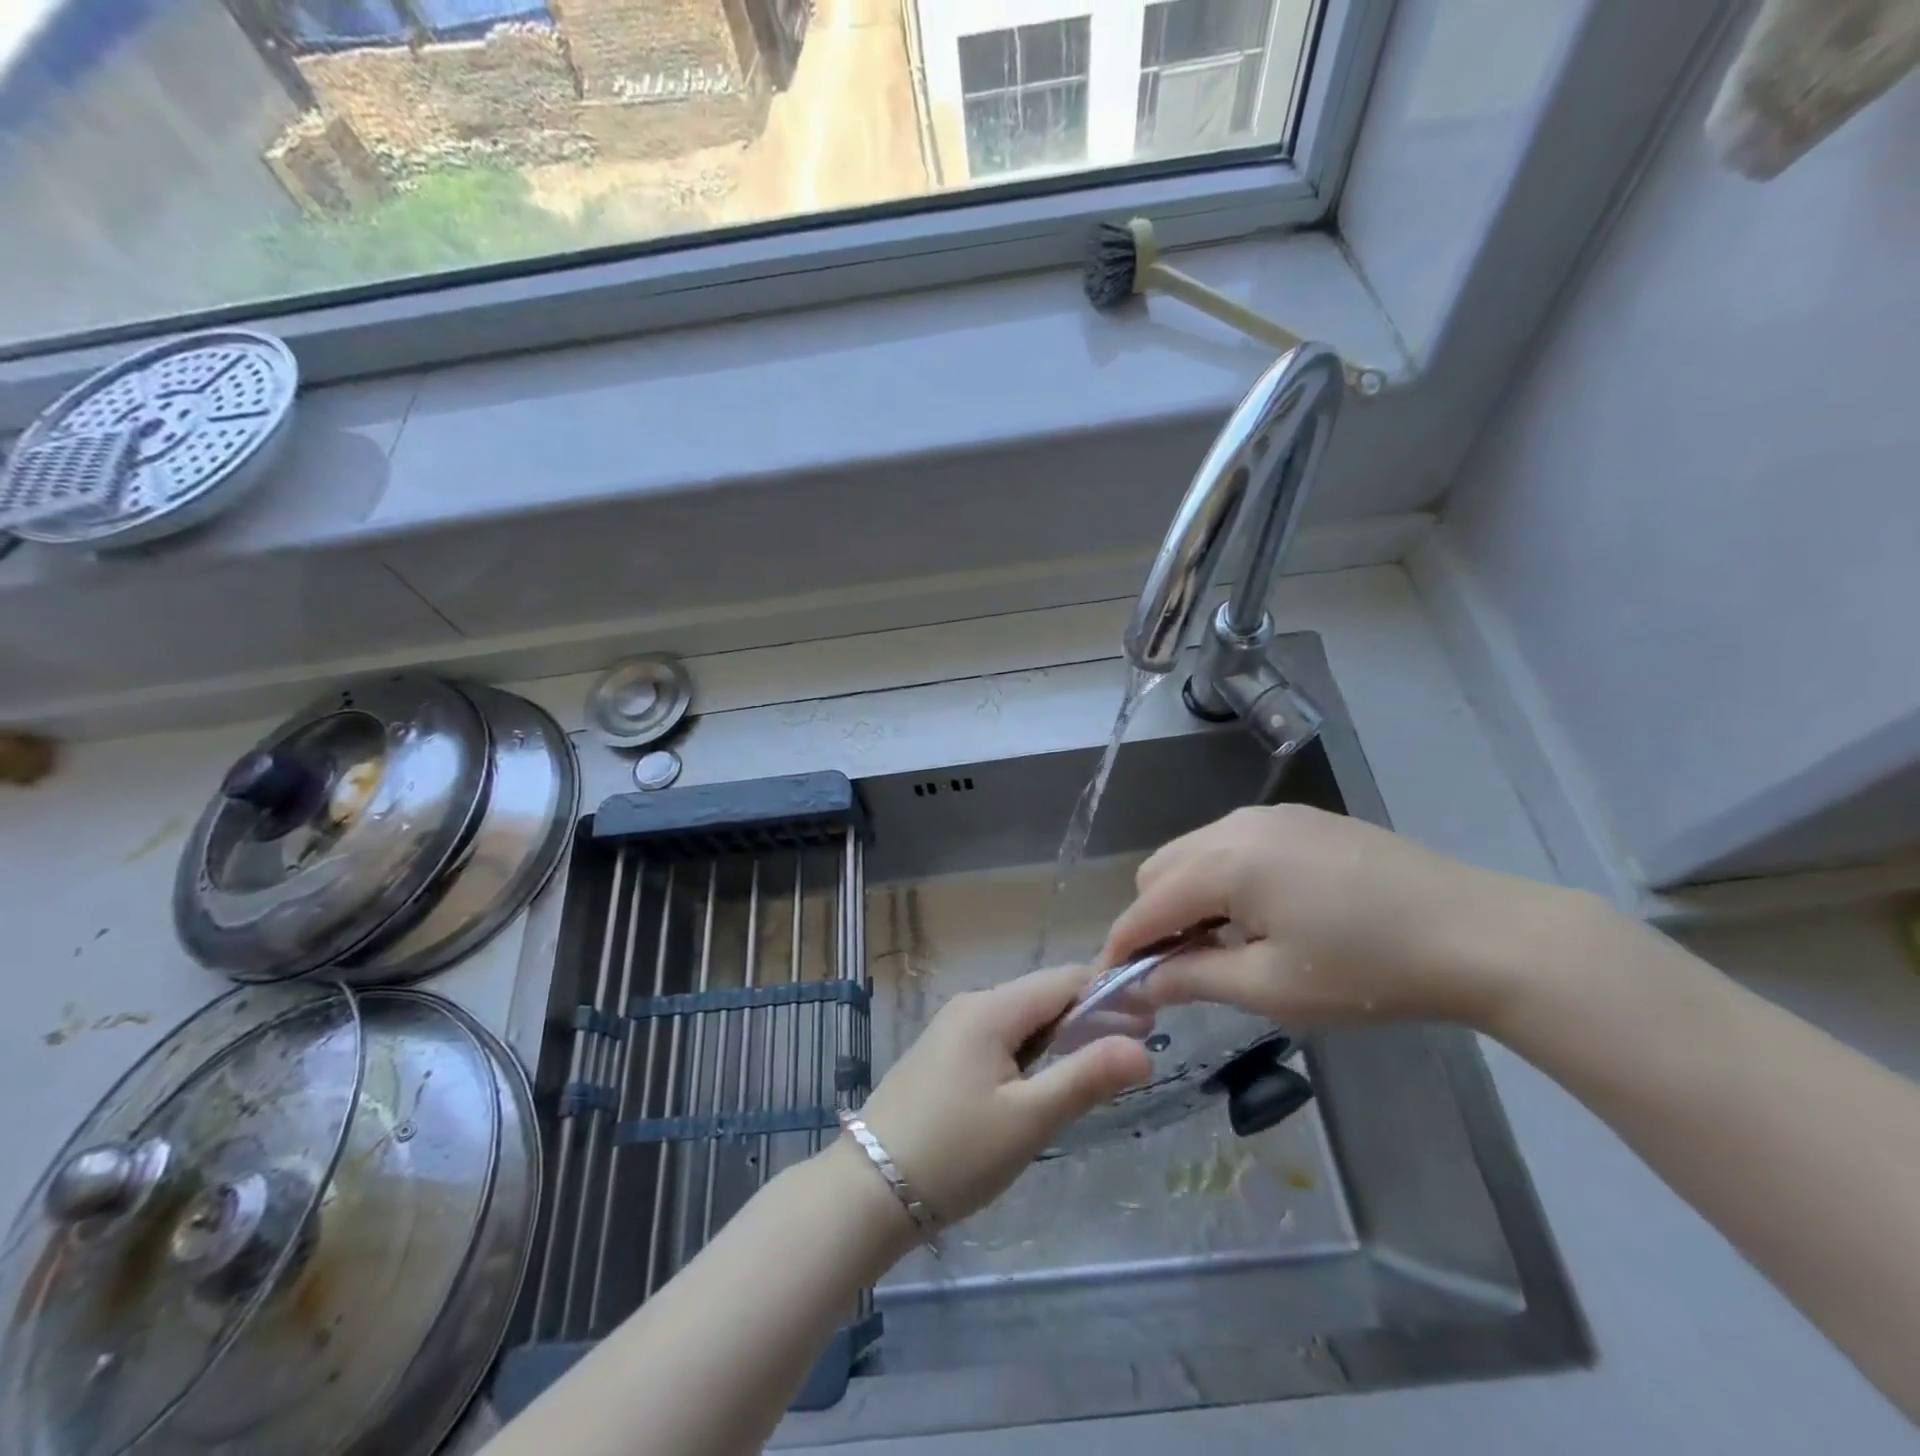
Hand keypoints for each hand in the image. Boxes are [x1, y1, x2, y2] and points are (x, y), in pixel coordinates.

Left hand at [855, 965, 1152, 1225]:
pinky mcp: (943, 1054)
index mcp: (991, 1008)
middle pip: (1042, 996)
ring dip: (1060, 1036)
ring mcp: (952, 1028)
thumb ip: (1086, 1077)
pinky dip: (1030, 1051)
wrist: (867, 1190)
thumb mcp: (1029, 1119)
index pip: (1063, 979)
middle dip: (1088, 1017)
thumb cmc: (955, 1153)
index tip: (1150, 1022)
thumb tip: (1142, 1046)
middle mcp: (971, 1005)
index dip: (1110, 994)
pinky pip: (999, 1038)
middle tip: (1131, 1054)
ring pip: (1021, 1019)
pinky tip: (1043, 1082)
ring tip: (1095, 1071)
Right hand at [1099, 804, 1583, 1030]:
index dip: (1122, 946)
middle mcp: (1235, 825)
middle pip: (1160, 870)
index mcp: (1224, 862)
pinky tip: (1261, 914)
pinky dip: (1222, 879)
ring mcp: (1270, 816)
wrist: (1480, 933)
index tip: (1114, 985)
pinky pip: (1232, 845)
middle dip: (1153, 919)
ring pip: (1194, 852)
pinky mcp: (1300, 819)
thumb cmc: (1370, 971)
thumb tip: (1143, 983)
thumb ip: (1195, 979)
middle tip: (1179, 970)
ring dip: (1187, 897)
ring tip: (1222, 945)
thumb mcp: (1273, 988)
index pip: (1146, 905)